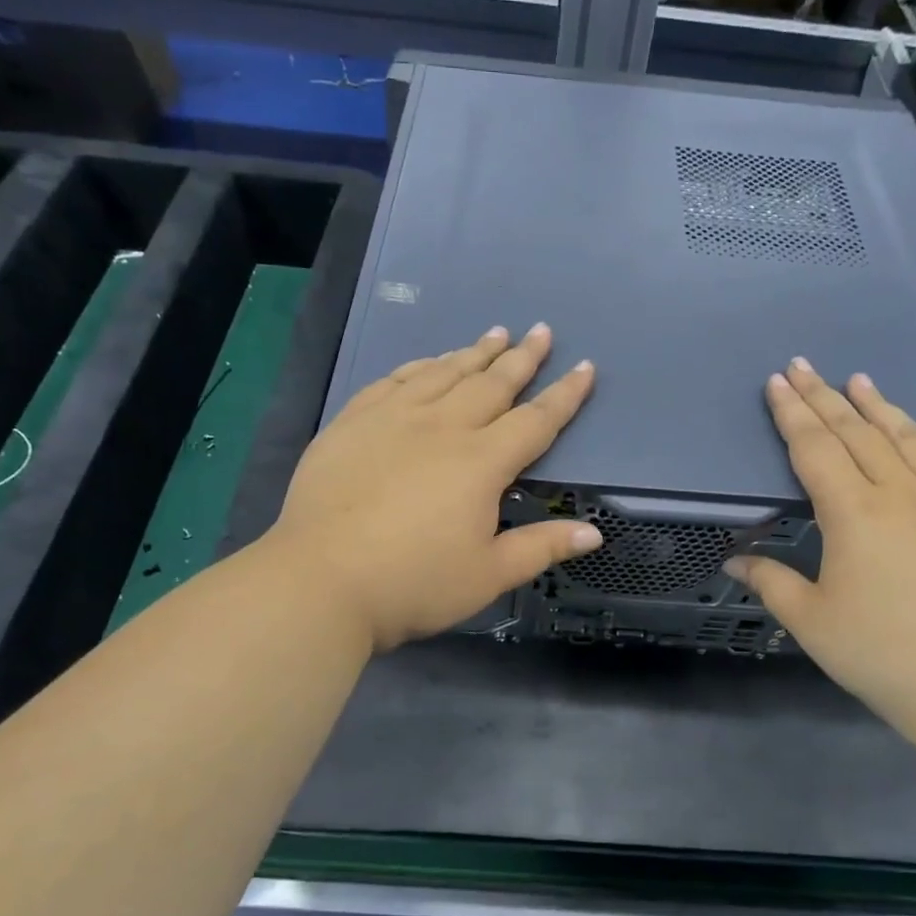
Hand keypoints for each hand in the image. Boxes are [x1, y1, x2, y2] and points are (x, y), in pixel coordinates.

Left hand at [264, 323, 600, 651]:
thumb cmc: (414, 583)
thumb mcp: (488, 575)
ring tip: (494, 334)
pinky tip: (428, 362)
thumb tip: (594, 534)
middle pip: (491, 384)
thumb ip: (542, 548)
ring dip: (473, 353)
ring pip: (443, 373)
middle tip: (540, 331)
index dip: (565, 394)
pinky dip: (418, 366)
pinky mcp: (352, 423)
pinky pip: (393, 381)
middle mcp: (442, 427)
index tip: (585, 367)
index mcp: (481, 463)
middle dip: (521, 357)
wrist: (321, 581)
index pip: (536, 420)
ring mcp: (392, 419)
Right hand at [725, 359, 915, 744]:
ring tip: (856, 380)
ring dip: (876, 406)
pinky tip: (915, 429)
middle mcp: (900, 493)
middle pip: (855, 432)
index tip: (777, 383)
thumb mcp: (810, 621)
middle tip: (801, 366)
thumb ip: (770, 581)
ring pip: (905, 437)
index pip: (815, 448)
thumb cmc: (879, 653)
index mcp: (853, 514)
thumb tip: (733, 560)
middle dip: (823, 396)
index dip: (792, 414)